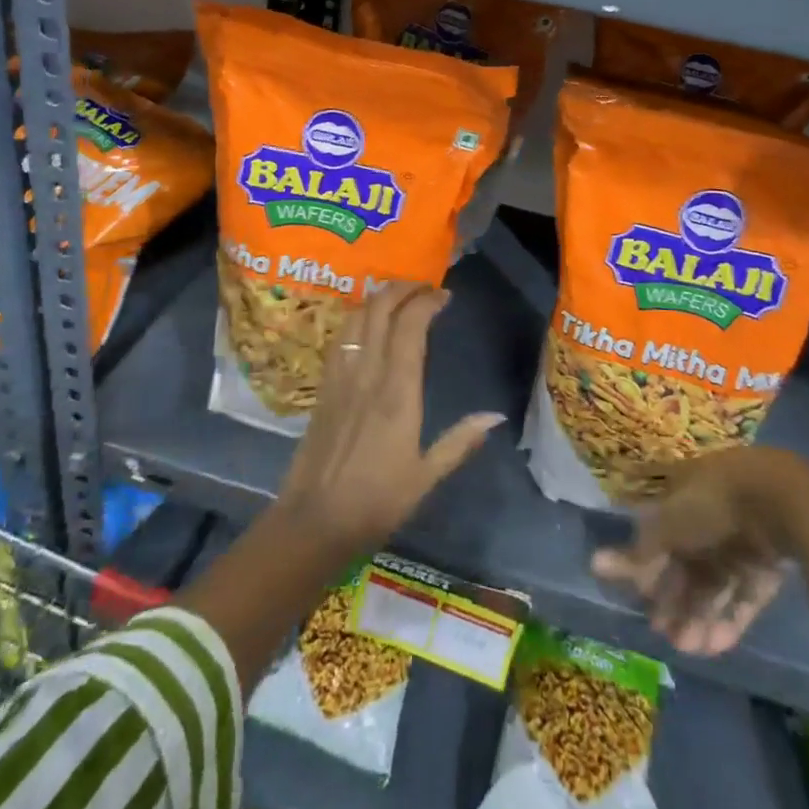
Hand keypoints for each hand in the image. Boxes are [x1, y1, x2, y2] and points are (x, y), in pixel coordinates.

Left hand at [275, 281, 504, 555]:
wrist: (314, 521)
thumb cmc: (376, 502)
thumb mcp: (426, 477)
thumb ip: (460, 442)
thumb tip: (495, 415)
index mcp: (397, 392)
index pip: (410, 326)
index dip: (426, 301)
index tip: (443, 295)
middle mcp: (367, 373)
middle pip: (380, 309)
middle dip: (402, 288)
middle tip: (422, 287)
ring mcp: (341, 377)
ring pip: (356, 317)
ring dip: (377, 298)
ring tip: (396, 297)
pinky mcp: (323, 386)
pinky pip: (340, 337)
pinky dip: (356, 318)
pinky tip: (365, 323)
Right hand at [590, 448, 793, 656]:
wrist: (779, 503)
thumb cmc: (711, 504)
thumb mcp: (667, 526)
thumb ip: (637, 553)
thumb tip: (594, 565)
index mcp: (681, 496)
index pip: (659, 536)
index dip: (649, 568)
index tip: (641, 599)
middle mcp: (708, 518)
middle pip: (686, 565)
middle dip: (674, 600)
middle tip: (663, 634)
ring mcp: (738, 544)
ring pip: (713, 586)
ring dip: (698, 616)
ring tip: (688, 649)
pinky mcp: (765, 570)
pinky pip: (742, 598)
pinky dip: (728, 621)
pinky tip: (715, 647)